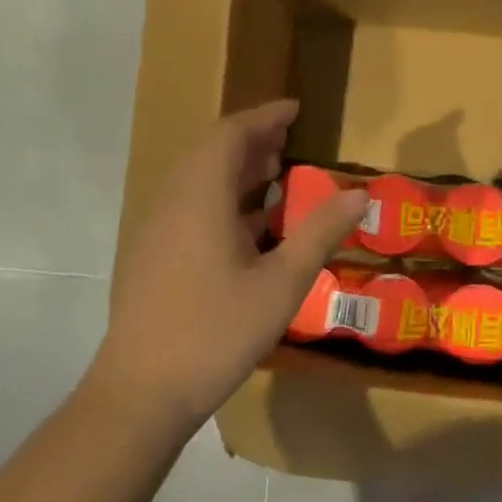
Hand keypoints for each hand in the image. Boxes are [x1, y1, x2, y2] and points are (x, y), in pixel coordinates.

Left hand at [97, 100, 367, 431]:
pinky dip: (222, 200)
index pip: (231, 134)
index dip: (264, 116)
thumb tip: (360, 193)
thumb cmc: (217, 331)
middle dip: (252, 141)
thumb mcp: (282, 282)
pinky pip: (189, 208)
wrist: (142, 392)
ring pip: (197, 182)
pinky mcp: (152, 258)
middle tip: (290, 143)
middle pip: (210, 153)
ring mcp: (157, 231)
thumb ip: (321, 232)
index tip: (296, 109)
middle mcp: (172, 203)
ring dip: (236, 172)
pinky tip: (249, 229)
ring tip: (275, 178)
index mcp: (200, 197)